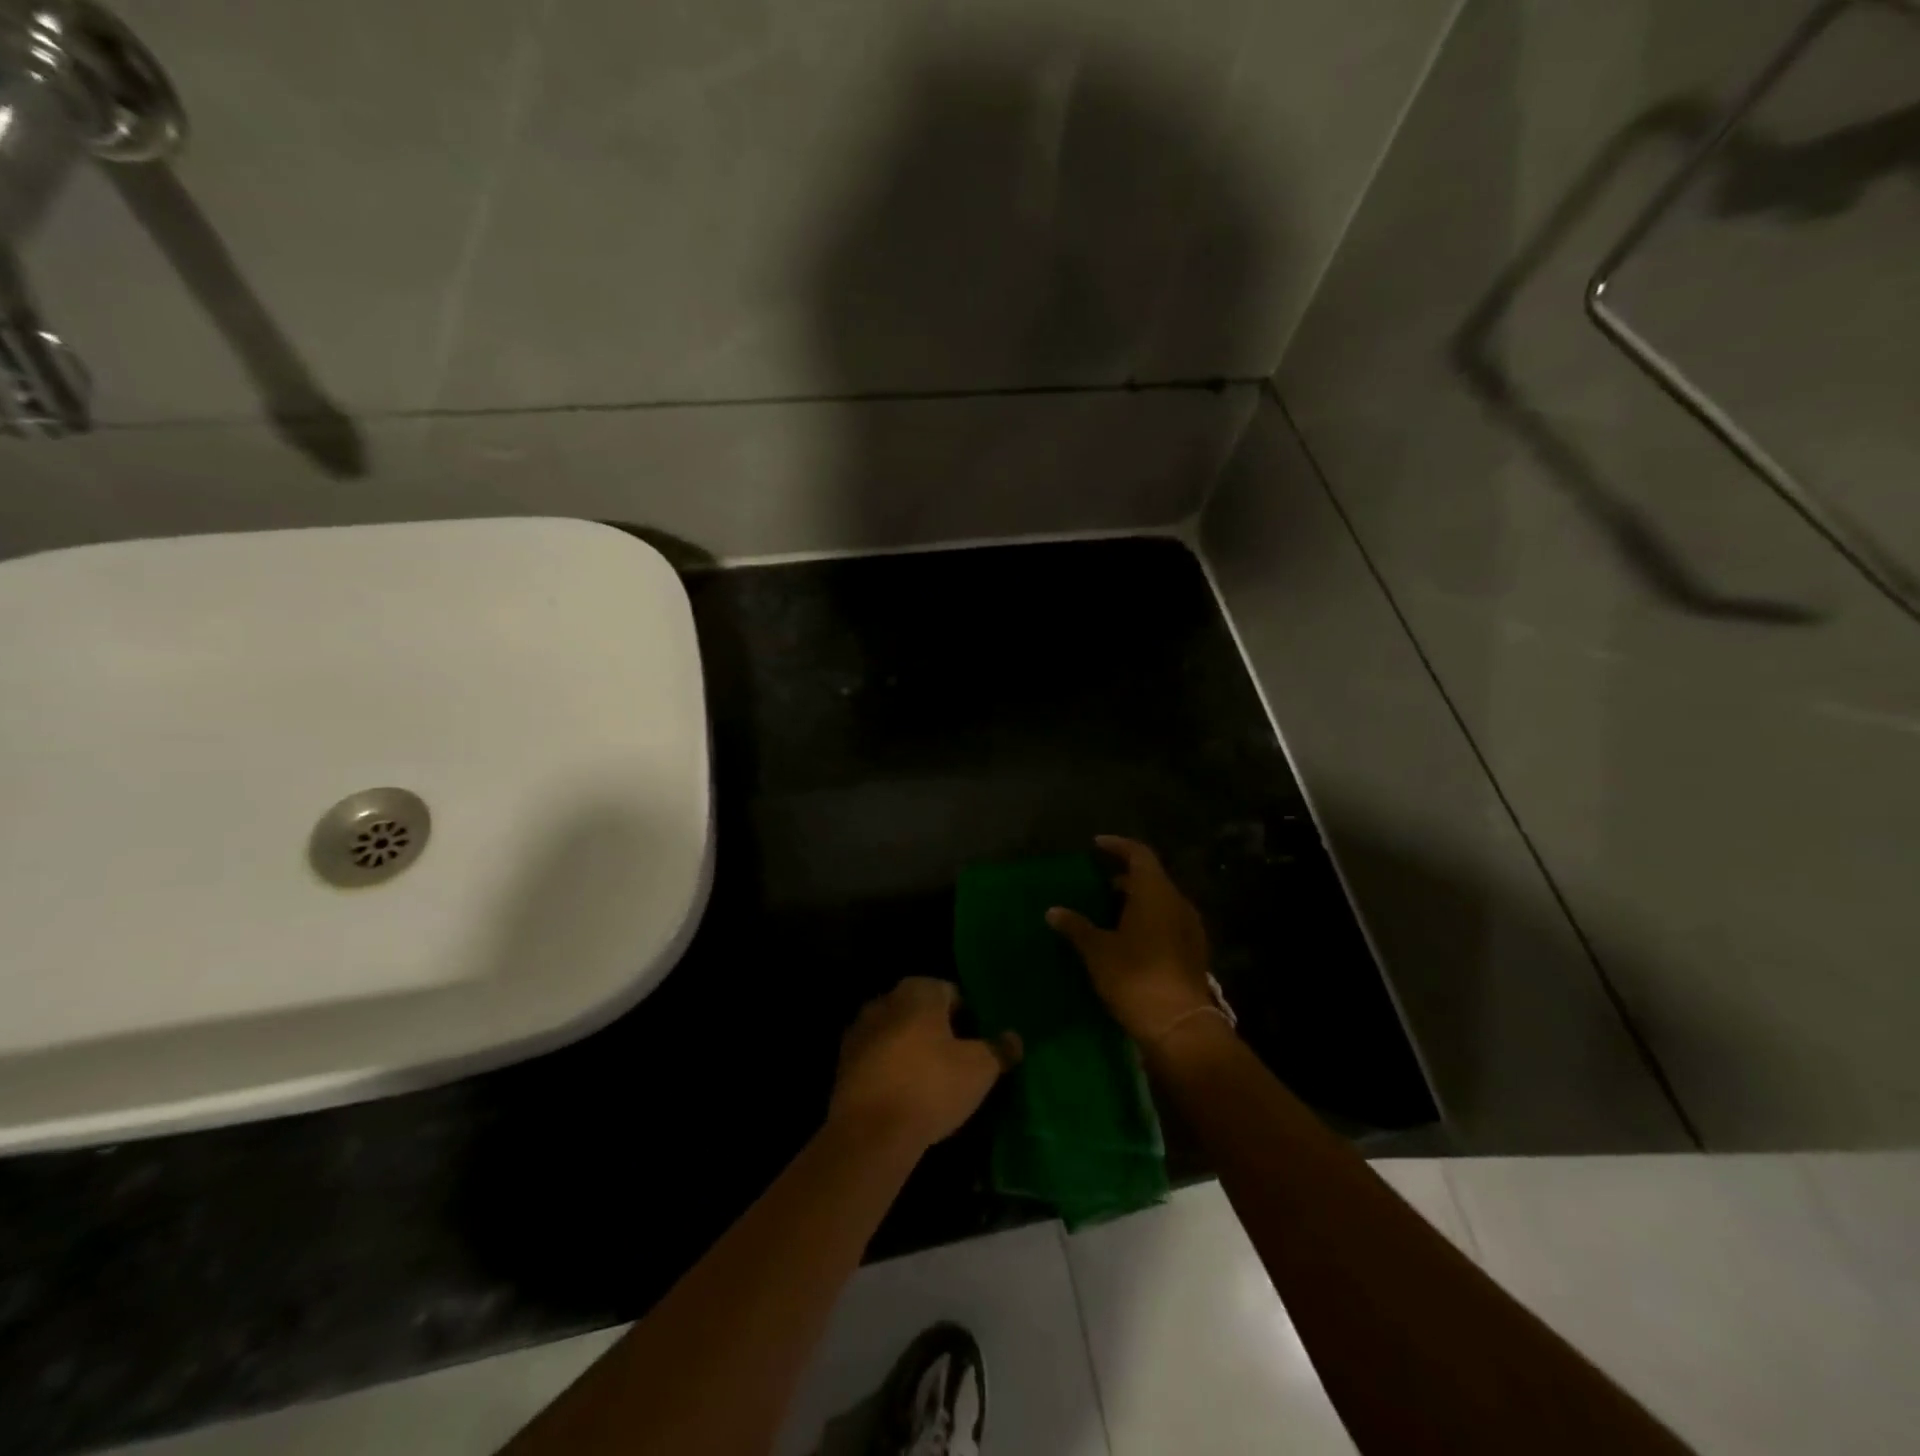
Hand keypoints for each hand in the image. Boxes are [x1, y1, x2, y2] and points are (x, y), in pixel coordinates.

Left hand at [829, 978, 1020, 1153]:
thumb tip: (1014, 1038)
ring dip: (911, 1049)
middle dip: (937, 1031)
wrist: (870, 1133)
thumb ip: (999, 1049)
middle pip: (921, 1011)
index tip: (977, 1044)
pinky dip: (890, 1069)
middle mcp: (885, 1000)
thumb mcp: (980, 1069)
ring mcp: (859, 1030)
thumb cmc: (931, 1086)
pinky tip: (905, 1095)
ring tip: (932, 1082)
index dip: (968, 1017)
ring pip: (896, 1033)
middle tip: (958, 1062)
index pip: (951, 992)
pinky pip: (877, 1058)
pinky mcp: (843, 1062)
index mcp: (918, 991)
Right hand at [1047, 836, 1216, 1044]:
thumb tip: (1053, 911)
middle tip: (1096, 885)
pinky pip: (1167, 923)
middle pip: (1151, 878)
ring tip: (1107, 913)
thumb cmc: (1135, 978)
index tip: (1096, 845)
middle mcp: (1177, 903)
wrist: (1180, 1026)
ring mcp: (1189, 928)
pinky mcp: (1192, 952)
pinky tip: (1126, 939)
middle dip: (1123, 878)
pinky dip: (1146, 921)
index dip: (1117, 846)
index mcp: (1155, 893)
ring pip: (1160, 902)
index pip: (1139, 854)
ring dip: (1135, 901)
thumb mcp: (1098, 951)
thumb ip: (1076, 926)